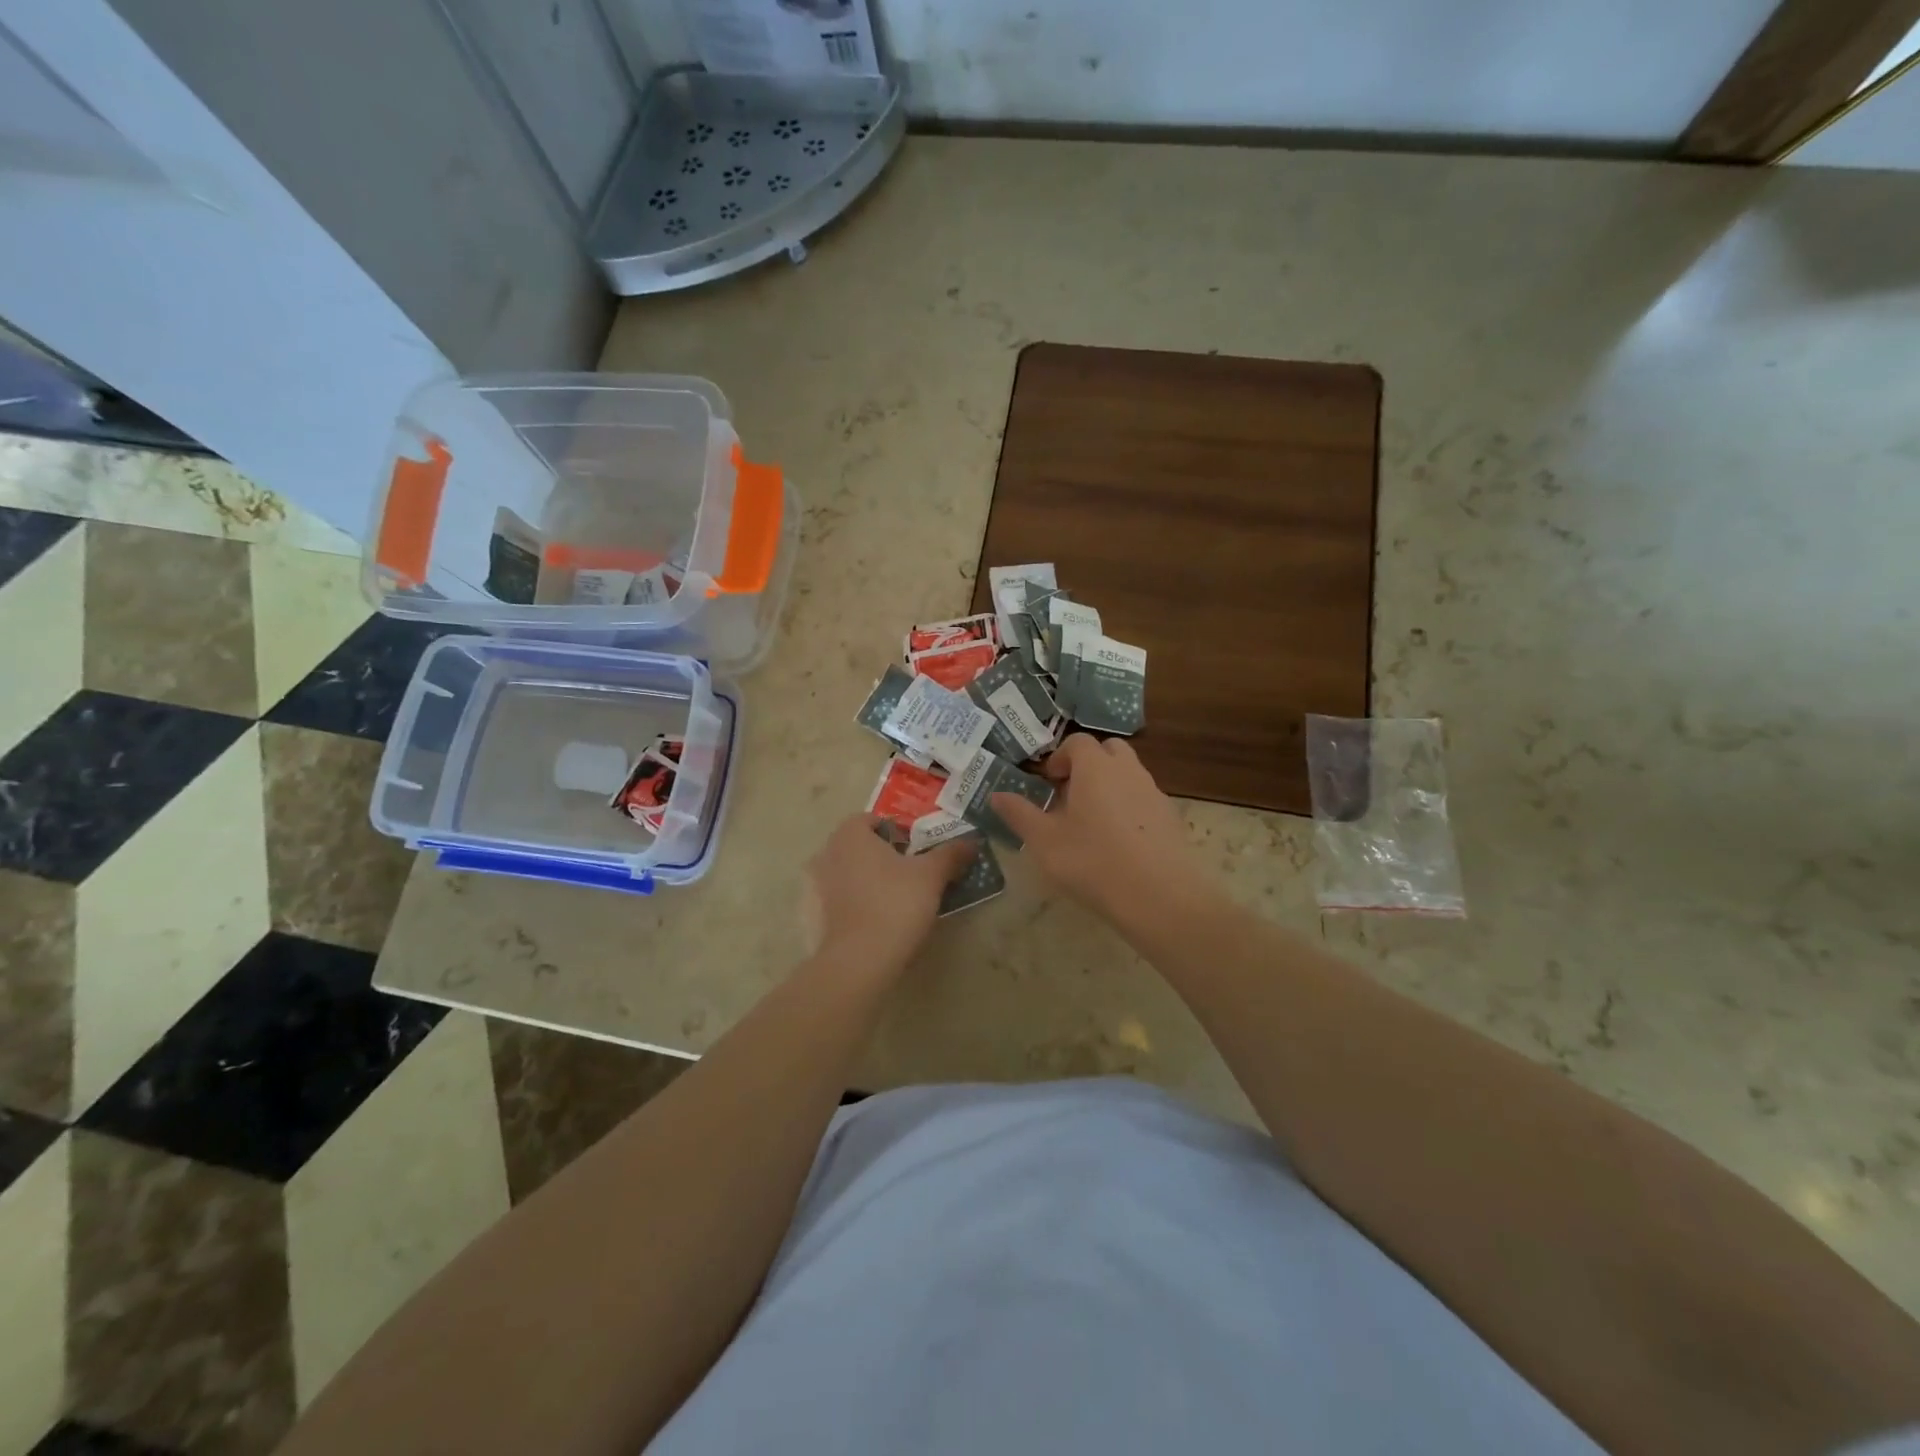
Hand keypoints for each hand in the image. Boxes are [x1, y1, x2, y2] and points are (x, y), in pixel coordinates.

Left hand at [802, 814, 975, 971]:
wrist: (860, 960)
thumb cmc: (896, 904)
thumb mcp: (932, 875)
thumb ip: (951, 854)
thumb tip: (972, 842)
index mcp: (850, 834)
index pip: (872, 820)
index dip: (897, 832)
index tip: (917, 851)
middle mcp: (827, 853)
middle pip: (859, 846)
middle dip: (882, 855)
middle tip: (911, 874)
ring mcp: (816, 886)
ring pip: (848, 873)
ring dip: (868, 880)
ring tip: (896, 899)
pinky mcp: (815, 916)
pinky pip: (839, 900)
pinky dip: (855, 904)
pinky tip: (877, 921)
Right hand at [991, 735, 1212, 921]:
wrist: (1160, 895)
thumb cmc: (1093, 861)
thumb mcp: (1044, 841)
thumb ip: (1019, 814)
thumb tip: (995, 795)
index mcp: (1095, 767)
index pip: (1077, 742)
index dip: (1059, 757)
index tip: (1048, 783)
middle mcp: (1127, 770)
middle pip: (1108, 750)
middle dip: (1088, 765)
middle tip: (1070, 796)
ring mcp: (1153, 792)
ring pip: (1128, 773)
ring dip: (1109, 785)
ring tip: (1092, 822)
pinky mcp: (1170, 817)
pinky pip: (1144, 798)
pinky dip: (1129, 807)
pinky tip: (1119, 842)